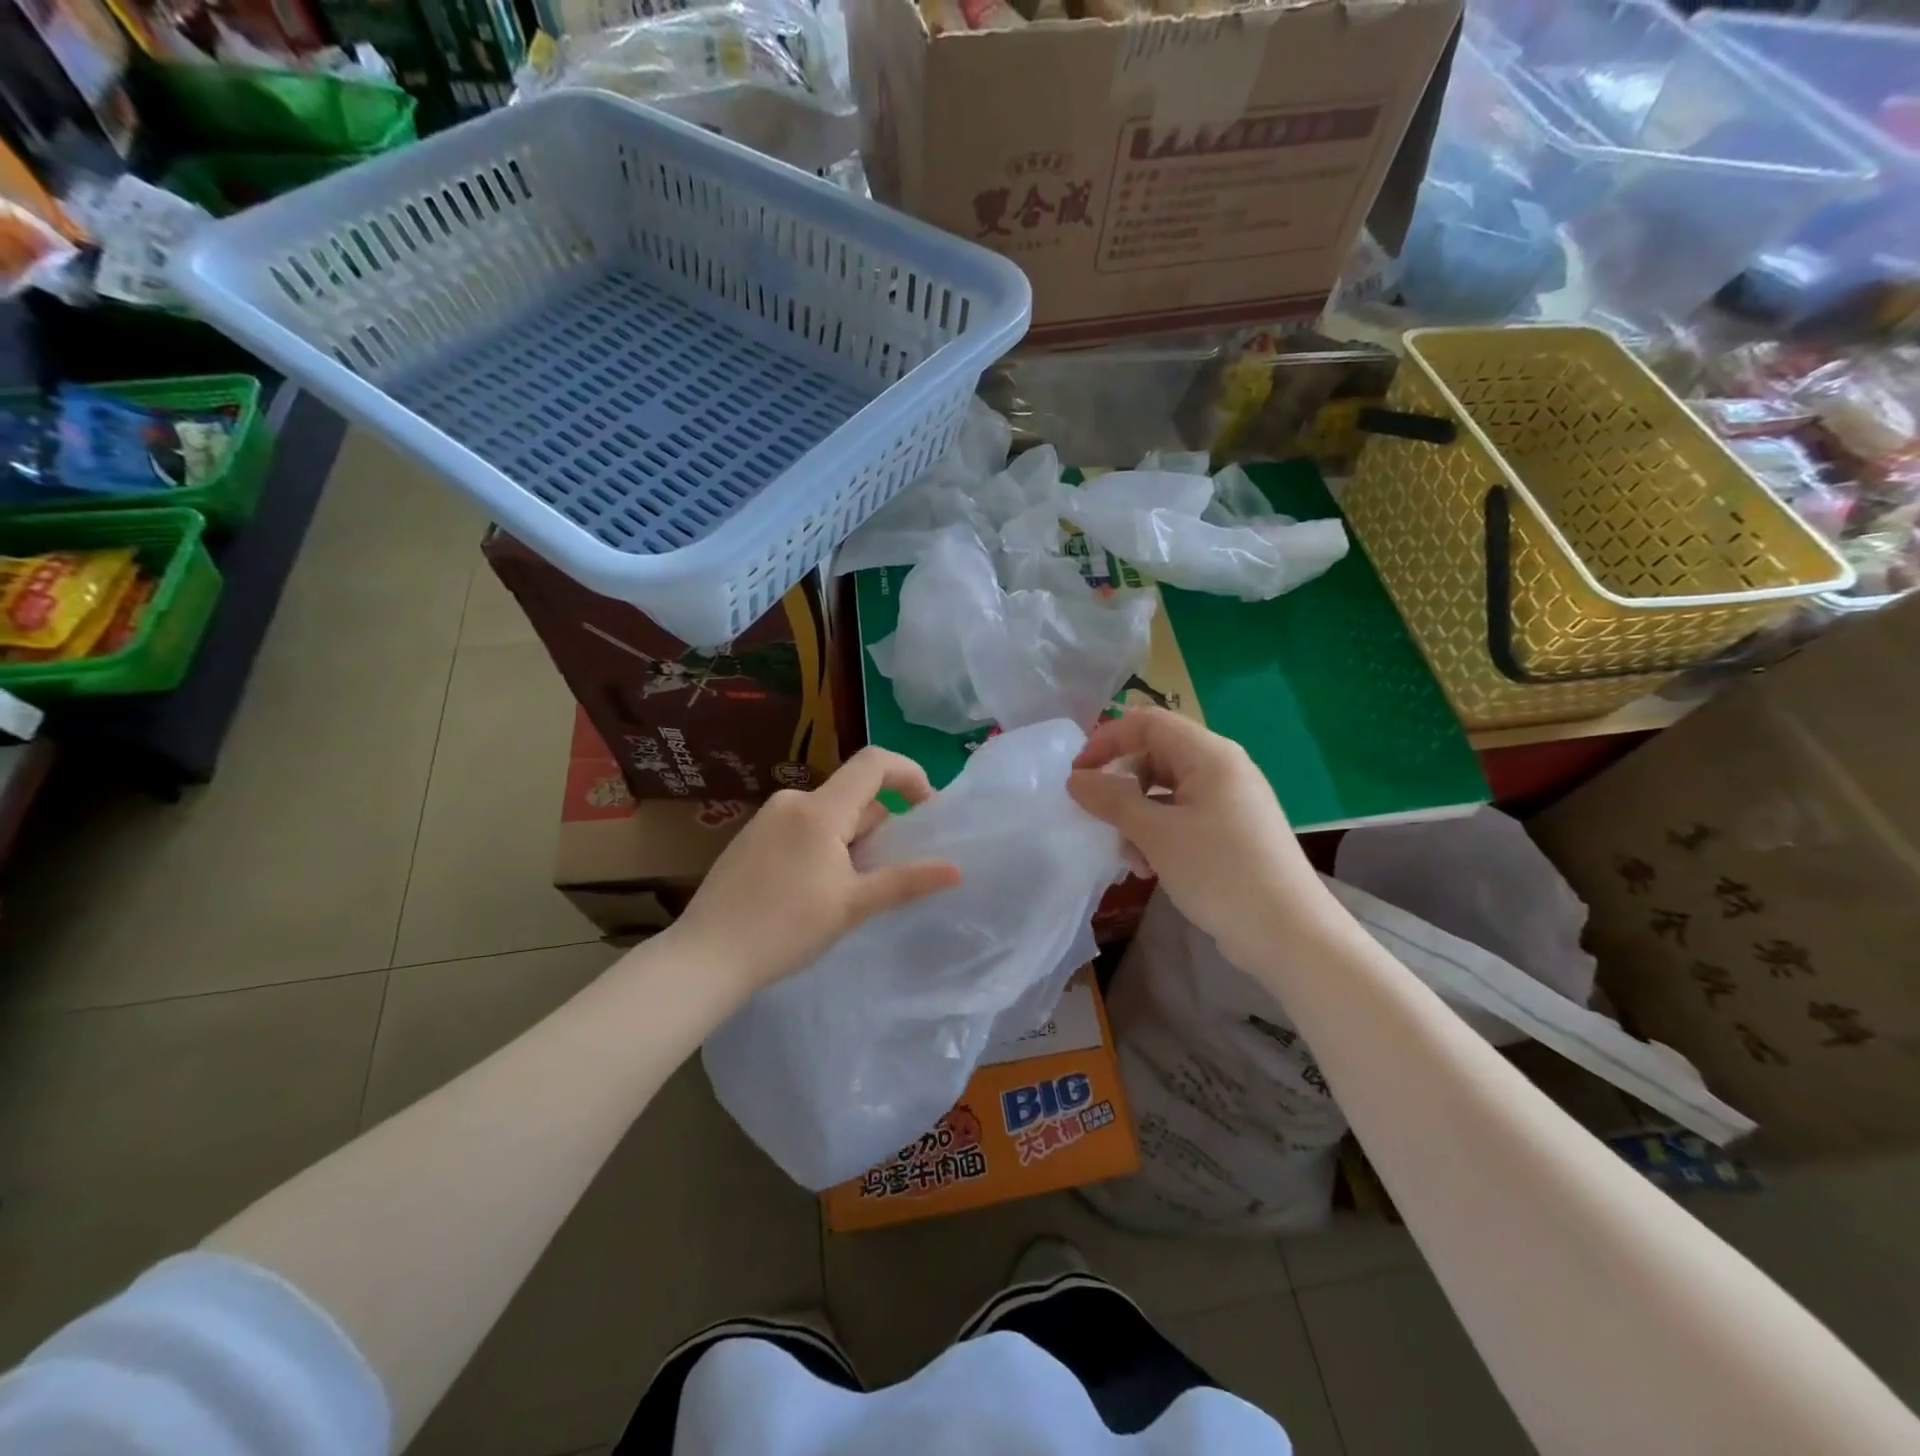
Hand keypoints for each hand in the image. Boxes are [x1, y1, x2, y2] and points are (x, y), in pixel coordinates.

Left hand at [668, 746, 962, 996]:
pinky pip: (803, 827)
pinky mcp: (751, 838)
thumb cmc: (785, 929)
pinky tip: (813, 891)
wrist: (705, 956)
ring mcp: (767, 818)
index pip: (874, 762)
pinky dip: (824, 846)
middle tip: (886, 873)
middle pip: (854, 794)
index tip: (927, 809)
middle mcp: (793, 801)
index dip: (910, 773)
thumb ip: (906, 881)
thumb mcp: (853, 906)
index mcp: (820, 809)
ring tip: (848, 891)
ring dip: (852, 840)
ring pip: (829, 815)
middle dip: (880, 825)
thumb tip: (956, 870)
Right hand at [1066, 708, 1324, 966]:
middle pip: (1155, 757)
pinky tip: (1150, 870)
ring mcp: (1229, 802)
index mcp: (1210, 755)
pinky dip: (1159, 836)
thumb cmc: (1220, 872)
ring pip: (1165, 792)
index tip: (1077, 773)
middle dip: (1122, 787)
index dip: (1107, 739)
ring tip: (1131, 858)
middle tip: (1099, 819)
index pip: (1148, 723)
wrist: (1289, 935)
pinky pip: (1182, 818)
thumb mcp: (1157, 834)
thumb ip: (1112, 800)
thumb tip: (1076, 779)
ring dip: (1137, 818)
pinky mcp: (1231, 833)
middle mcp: (1222, 769)